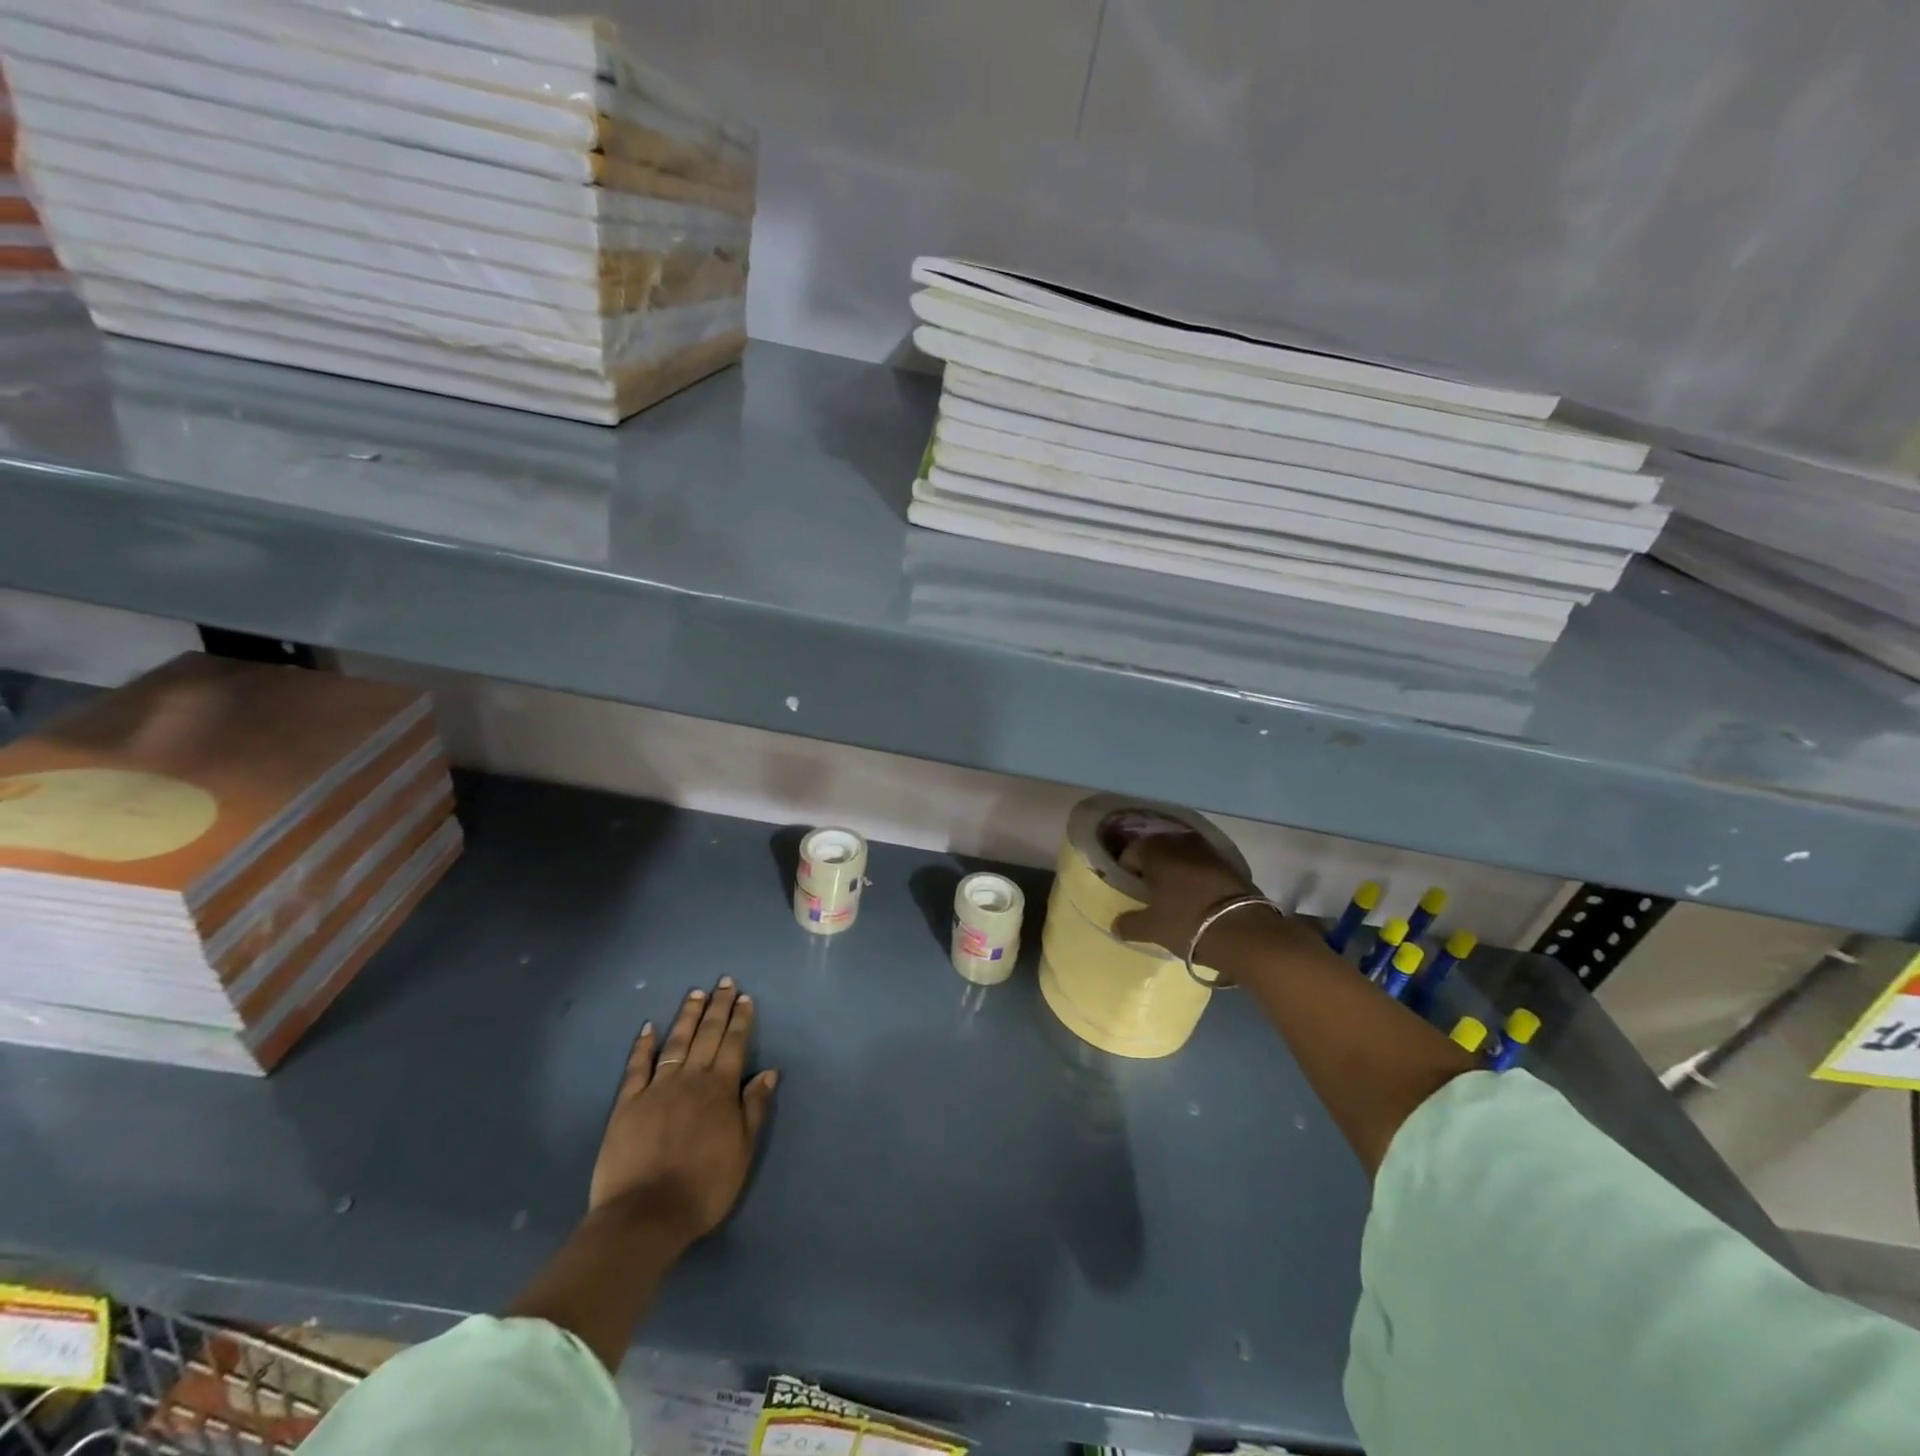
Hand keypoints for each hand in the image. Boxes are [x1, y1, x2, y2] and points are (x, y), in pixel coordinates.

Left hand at [589, 978, 778, 1244]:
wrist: (645, 1216)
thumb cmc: (703, 1187)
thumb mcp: (743, 1151)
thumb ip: (755, 1108)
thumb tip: (770, 1071)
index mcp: (720, 1089)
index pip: (734, 1044)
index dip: (740, 1019)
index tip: (744, 997)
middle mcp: (690, 1079)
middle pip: (707, 1035)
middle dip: (718, 1006)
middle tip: (724, 982)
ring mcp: (656, 1088)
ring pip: (676, 1042)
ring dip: (687, 1016)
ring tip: (695, 994)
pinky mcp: (627, 1104)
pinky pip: (637, 1066)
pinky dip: (643, 1045)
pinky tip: (649, 1027)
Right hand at [1111, 832, 1261, 961]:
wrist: (1243, 931)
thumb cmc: (1187, 923)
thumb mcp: (1152, 929)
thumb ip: (1129, 924)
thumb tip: (1115, 925)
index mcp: (1156, 852)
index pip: (1132, 852)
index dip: (1127, 869)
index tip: (1130, 889)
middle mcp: (1180, 843)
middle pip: (1158, 848)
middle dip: (1152, 865)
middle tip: (1151, 889)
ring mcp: (1208, 851)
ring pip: (1183, 853)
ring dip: (1177, 867)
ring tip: (1175, 892)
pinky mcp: (1230, 863)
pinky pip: (1204, 863)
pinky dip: (1197, 874)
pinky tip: (1198, 895)